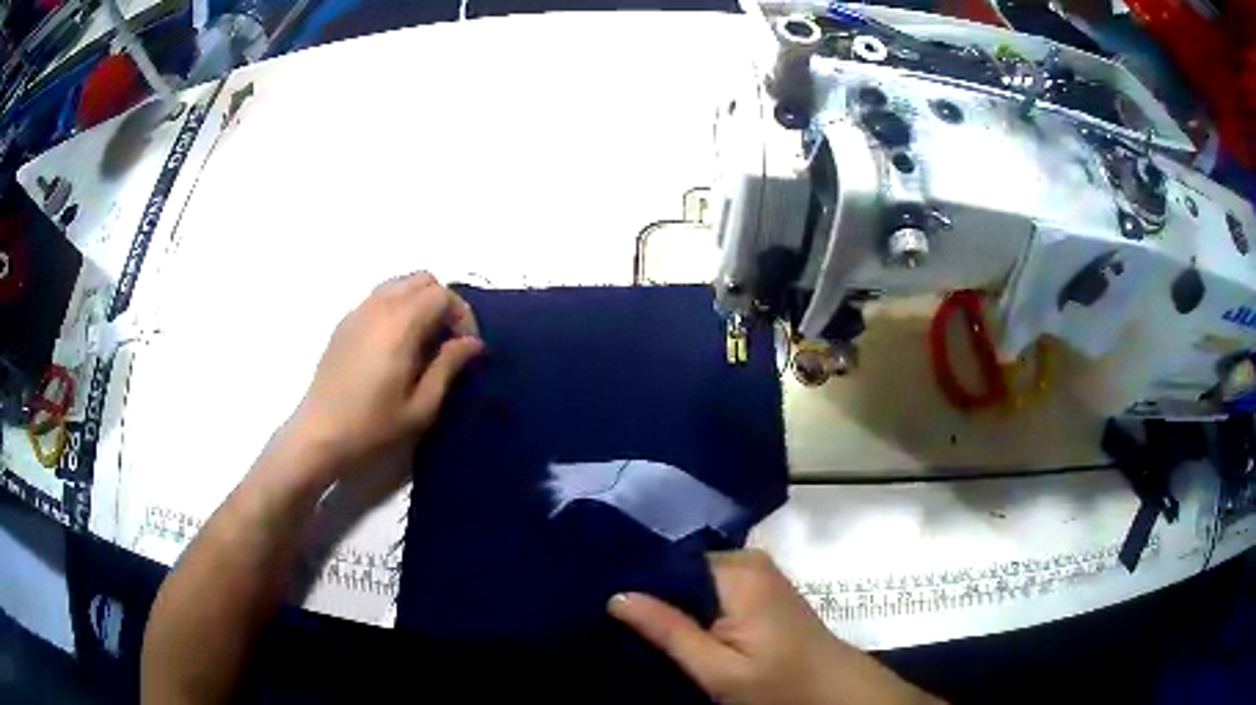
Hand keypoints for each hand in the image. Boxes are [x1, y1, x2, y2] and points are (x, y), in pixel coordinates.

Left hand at [285, 272, 482, 479]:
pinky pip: (379, 298)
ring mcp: (358, 312)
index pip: (442, 294)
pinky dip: (398, 308)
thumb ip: (448, 367)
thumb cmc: (372, 426)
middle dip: (443, 303)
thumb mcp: (421, 407)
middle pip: (422, 280)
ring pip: (400, 285)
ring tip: (424, 342)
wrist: (319, 435)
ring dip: (420, 303)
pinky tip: (395, 346)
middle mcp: (379, 307)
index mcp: (400, 325)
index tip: (466, 347)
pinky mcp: (345, 323)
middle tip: (448, 341)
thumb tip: (472, 342)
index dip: (462, 315)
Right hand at [609, 550, 940, 704]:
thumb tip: (616, 595)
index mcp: (738, 572)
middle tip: (616, 615)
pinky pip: (713, 586)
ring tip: (638, 620)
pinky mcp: (761, 586)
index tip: (602, 597)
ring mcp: (757, 571)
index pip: (670, 561)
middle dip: (654, 592)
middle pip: (683, 568)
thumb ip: (670, 631)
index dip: (638, 581)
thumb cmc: (778, 683)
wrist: (832, 688)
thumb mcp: (718, 669)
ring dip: (673, 601)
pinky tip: (674, 624)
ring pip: (696, 578)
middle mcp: (748, 559)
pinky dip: (694, 605)